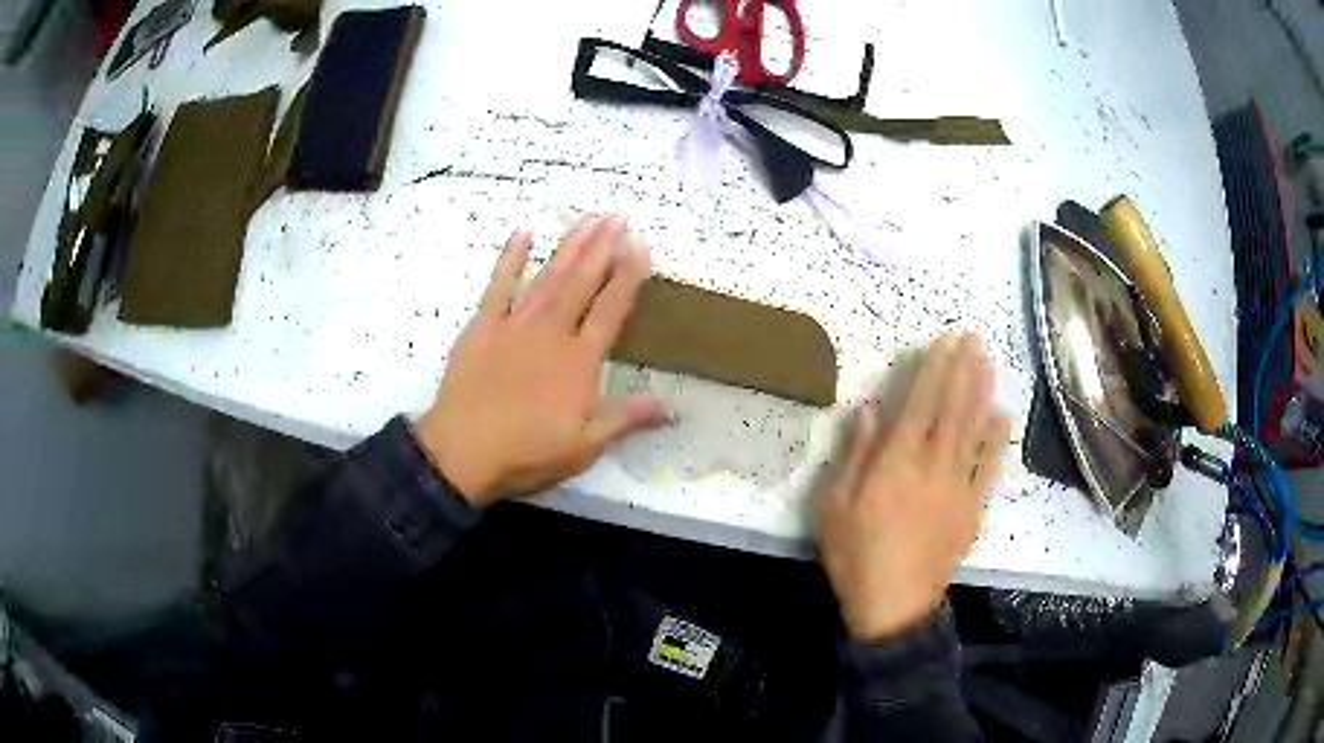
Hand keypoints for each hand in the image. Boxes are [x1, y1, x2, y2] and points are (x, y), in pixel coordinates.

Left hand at [415, 217, 668, 506]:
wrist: (462, 452)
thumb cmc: (527, 453)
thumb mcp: (584, 446)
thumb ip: (626, 419)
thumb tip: (670, 405)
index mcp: (579, 360)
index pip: (611, 310)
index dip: (628, 277)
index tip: (641, 247)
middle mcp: (551, 332)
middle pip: (581, 283)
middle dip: (602, 248)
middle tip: (618, 218)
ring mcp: (514, 325)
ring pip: (548, 277)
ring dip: (569, 247)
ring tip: (588, 220)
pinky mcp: (482, 327)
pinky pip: (499, 286)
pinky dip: (511, 259)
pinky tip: (523, 234)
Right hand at [816, 333, 1010, 642]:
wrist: (893, 605)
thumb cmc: (855, 555)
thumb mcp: (835, 505)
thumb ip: (855, 455)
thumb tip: (868, 410)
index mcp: (897, 461)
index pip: (920, 403)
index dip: (934, 369)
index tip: (945, 342)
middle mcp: (933, 464)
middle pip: (952, 408)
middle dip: (963, 370)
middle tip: (973, 338)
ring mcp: (958, 486)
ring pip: (974, 430)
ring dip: (982, 392)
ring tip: (988, 361)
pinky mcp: (972, 509)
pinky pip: (989, 468)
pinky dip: (997, 440)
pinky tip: (1002, 417)